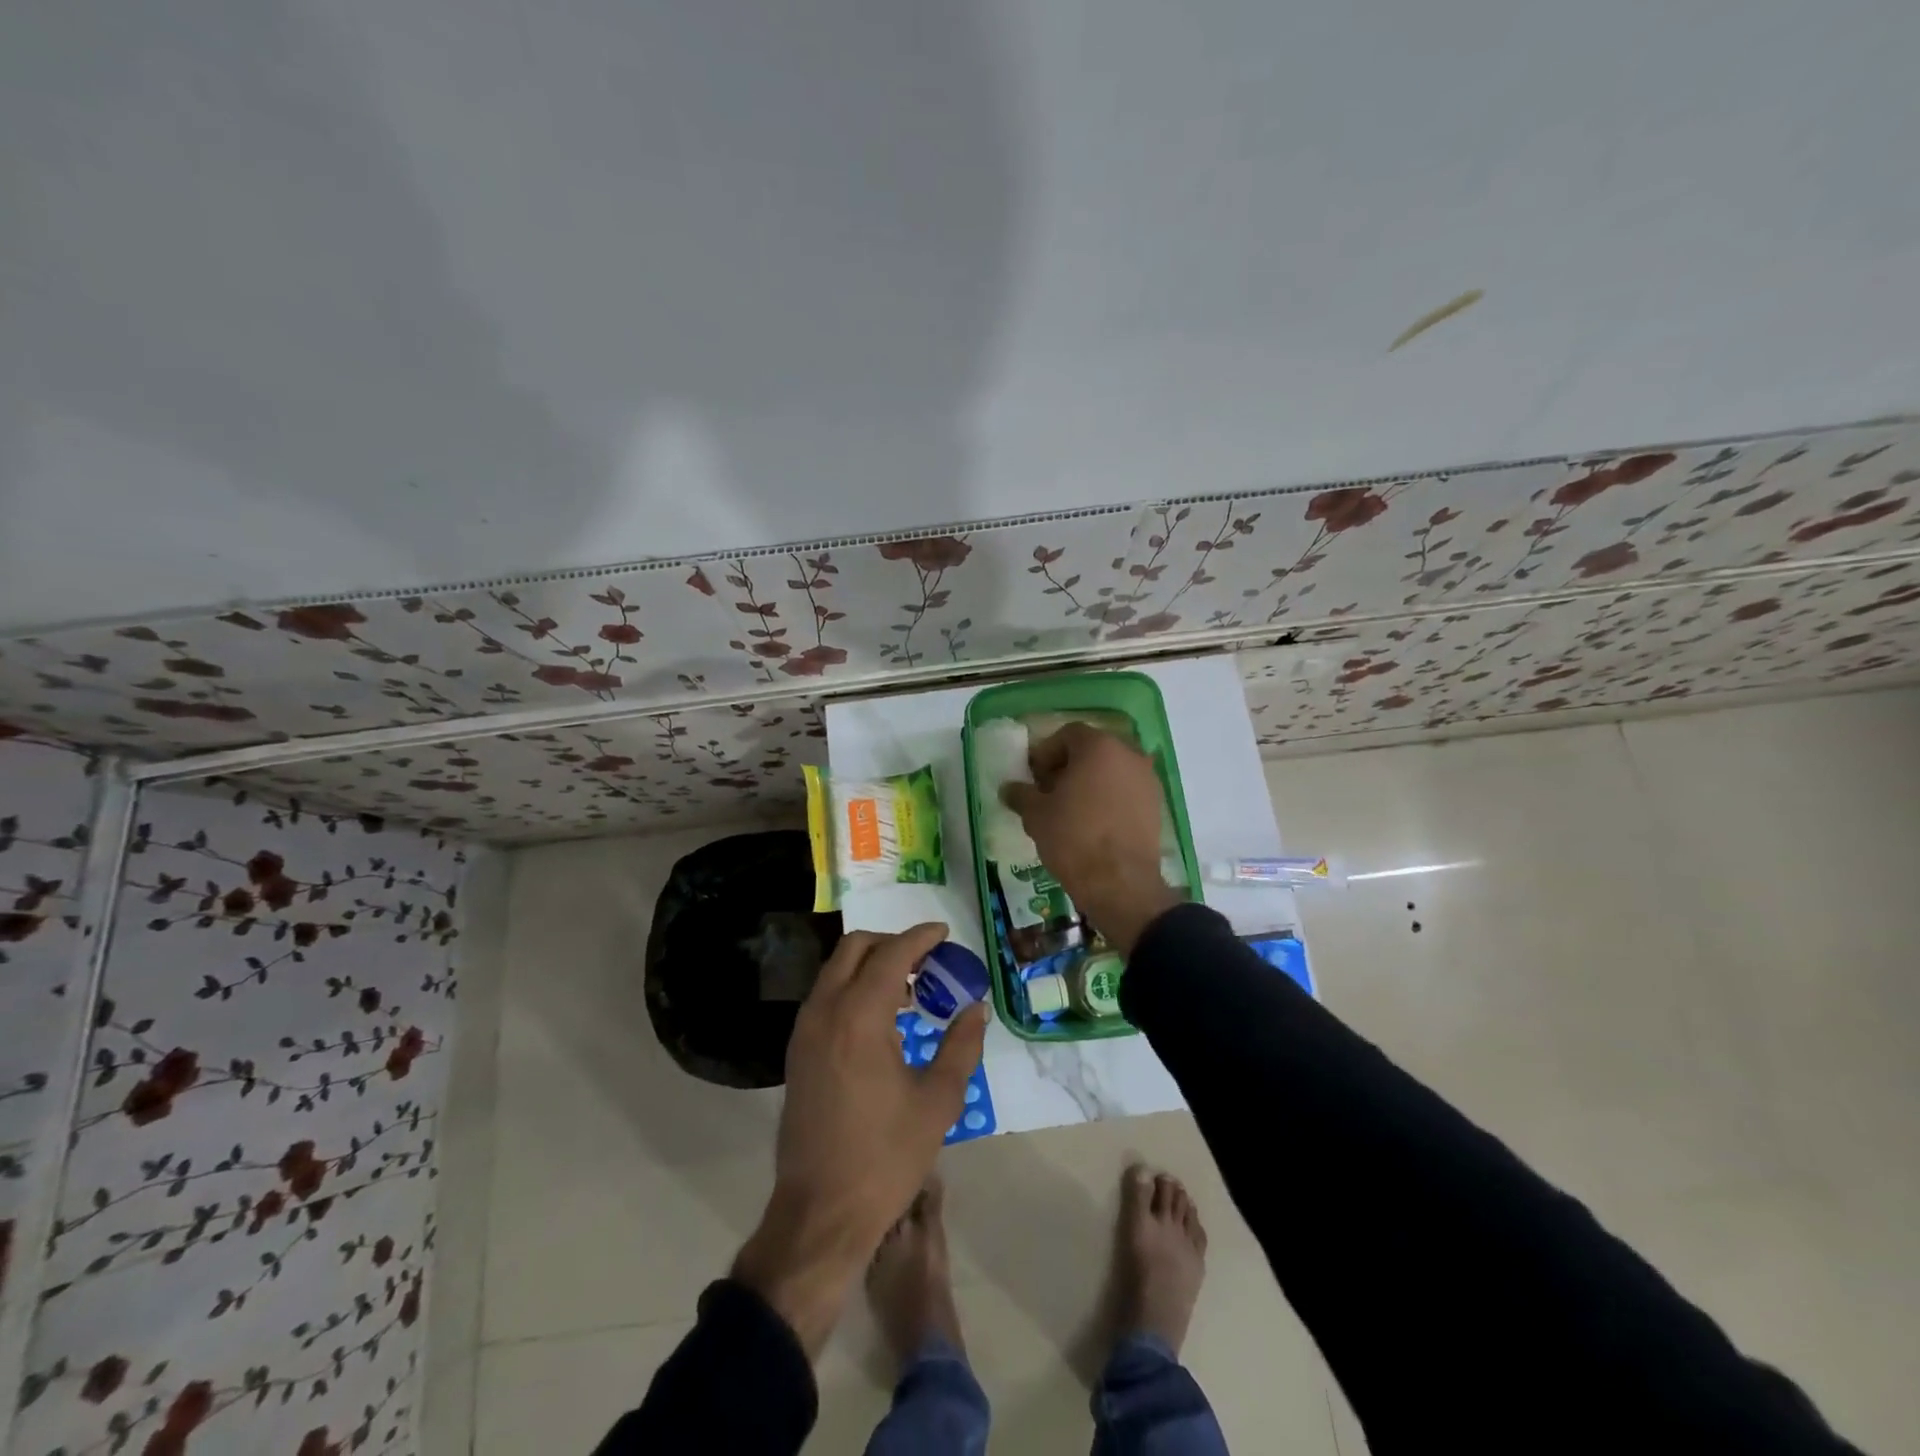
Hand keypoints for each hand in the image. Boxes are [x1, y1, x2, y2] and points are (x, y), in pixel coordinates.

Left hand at [733, 922, 987, 1354]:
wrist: (821, 1212)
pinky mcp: (797, 1051)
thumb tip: (976, 1008)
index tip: (944, 933)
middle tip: (926, 959)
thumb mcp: (938, 1101)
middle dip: (891, 942)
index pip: (891, 953)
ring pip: (835, 970)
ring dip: (870, 964)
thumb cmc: (886, 1157)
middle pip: (854, 948)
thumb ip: (961, 1045)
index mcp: (860, 1016)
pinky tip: (880, 1019)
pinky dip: (852, 987)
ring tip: (908, 989)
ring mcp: (804, 1030)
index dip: (920, 937)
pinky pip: (825, 996)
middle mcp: (825, 1010)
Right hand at [1002, 723, 1179, 953]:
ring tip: (1071, 809)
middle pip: (1093, 750)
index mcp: (1099, 746)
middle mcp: (1129, 754)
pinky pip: (1127, 790)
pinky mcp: (1157, 805)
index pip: (1068, 734)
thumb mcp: (1036, 814)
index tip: (1034, 777)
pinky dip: (1110, 798)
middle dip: (1069, 766)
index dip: (1046, 753)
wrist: (1120, 883)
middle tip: (1050, 791)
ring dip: (1091, 782)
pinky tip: (1094, 823)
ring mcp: (1147, 779)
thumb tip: (1009, 788)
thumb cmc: (1073, 838)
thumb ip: (1021, 794)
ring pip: (1112, 770)